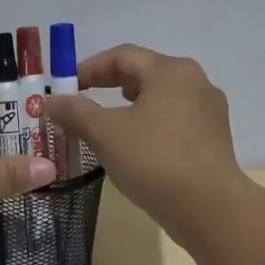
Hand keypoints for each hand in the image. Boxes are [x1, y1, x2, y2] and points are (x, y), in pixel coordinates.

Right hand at [42, 45, 246, 237]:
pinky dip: (149, 126)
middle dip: (110, 86)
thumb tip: (51, 101)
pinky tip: (135, 148)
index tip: (66, 88)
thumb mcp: (105, 134)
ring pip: (161, 99)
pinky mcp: (213, 140)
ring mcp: (209, 112)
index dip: (89, 68)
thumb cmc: (154, 160)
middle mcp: (195, 83)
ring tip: (107, 124)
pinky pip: (174, 122)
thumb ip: (75, 112)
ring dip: (130, 108)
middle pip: (144, 74)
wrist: (209, 208)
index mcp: (170, 71)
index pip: (122, 56)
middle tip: (82, 102)